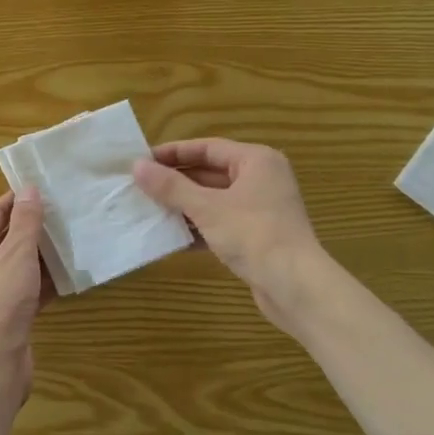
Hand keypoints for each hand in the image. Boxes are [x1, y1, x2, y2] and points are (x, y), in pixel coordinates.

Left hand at [0, 189, 52, 393]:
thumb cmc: (0, 302)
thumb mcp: (15, 255)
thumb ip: (25, 222)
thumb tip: (29, 189)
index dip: (18, 199)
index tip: (46, 186)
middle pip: (9, 238)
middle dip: (36, 227)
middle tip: (67, 211)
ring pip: (22, 265)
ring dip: (45, 255)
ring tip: (75, 237)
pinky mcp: (10, 315)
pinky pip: (31, 289)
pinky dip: (48, 281)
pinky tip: (72, 273)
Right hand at [133, 138, 324, 324]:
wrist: (296, 287)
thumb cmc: (253, 235)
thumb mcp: (207, 208)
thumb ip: (171, 187)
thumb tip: (137, 166)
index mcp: (255, 161)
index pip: (207, 147)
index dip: (173, 153)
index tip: (142, 160)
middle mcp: (261, 179)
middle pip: (210, 173)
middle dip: (176, 182)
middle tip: (140, 186)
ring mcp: (260, 210)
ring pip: (213, 200)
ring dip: (183, 206)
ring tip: (148, 210)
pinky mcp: (256, 237)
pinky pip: (220, 224)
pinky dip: (198, 228)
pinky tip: (171, 238)